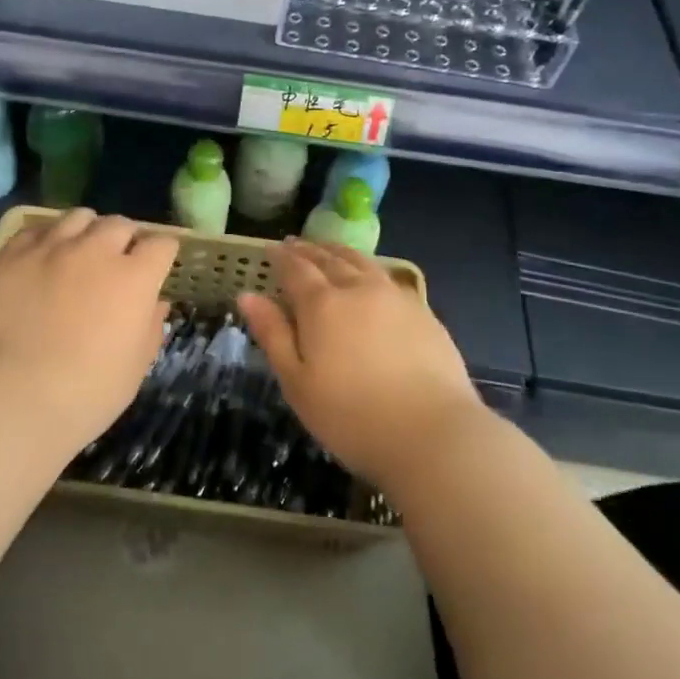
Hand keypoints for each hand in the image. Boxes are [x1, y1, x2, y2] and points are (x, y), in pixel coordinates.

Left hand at [0, 210, 179, 454]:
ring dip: (88, 231)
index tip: (157, 267)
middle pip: (120, 224)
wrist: (11, 397)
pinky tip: (44, 257)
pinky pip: (37, 230)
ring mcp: (52, 248)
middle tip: (119, 261)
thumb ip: (150, 328)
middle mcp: (96, 251)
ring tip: (81, 251)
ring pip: (79, 217)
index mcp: (134, 278)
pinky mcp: (13, 255)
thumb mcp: (135, 368)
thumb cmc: (86, 393)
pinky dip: (48, 238)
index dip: (162, 254)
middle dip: (126, 239)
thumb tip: (156, 303)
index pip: (161, 244)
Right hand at [239, 241, 486, 492]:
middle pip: (329, 259)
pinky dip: (369, 269)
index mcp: (322, 304)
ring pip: (362, 263)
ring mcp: (395, 297)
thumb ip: (272, 334)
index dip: (280, 257)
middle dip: (308, 250)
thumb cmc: (351, 416)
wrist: (433, 434)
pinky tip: (370, 278)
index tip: (269, 249)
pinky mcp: (423, 313)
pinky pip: (388, 278)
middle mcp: (358, 289)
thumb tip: (246, 295)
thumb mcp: (297, 382)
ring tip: (329, 250)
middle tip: (295, 244)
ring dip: (340, 252)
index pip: (296, 268)